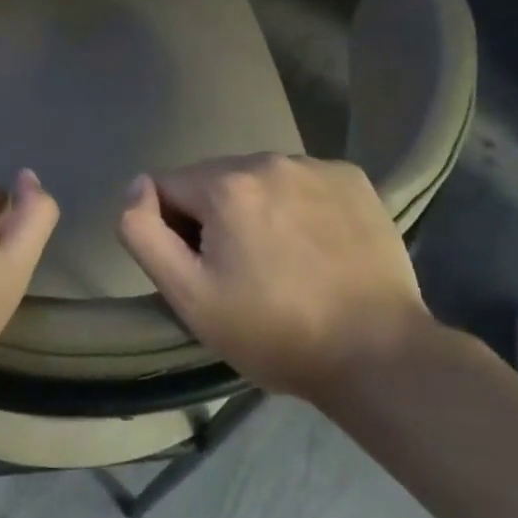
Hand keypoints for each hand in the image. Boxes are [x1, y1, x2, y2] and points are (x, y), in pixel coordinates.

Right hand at [117, 154, 432, 399]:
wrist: (380, 357)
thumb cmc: (274, 332)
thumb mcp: (189, 296)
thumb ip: (143, 232)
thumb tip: (137, 186)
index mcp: (225, 185)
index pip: (167, 188)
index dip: (174, 230)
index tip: (206, 271)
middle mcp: (268, 160)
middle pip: (213, 180)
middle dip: (215, 217)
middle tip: (243, 272)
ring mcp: (315, 166)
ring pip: (257, 179)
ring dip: (255, 208)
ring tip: (283, 261)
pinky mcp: (352, 179)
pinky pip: (300, 181)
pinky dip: (297, 204)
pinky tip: (316, 245)